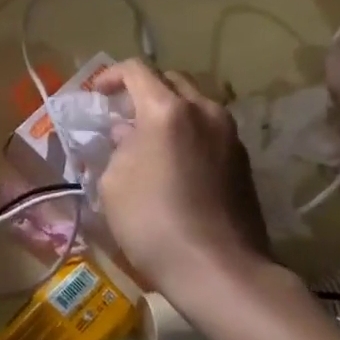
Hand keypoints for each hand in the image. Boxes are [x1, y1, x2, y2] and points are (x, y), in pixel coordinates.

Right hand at [98, 60, 270, 286]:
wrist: (218, 268)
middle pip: (171, 81)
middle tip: (122, 114)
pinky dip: (188, 134)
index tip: (96, 94)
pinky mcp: (243, 161)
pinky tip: (173, 164)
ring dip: (169, 113)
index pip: (136, 70)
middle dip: (144, 90)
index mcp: (167, 111)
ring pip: (195, 105)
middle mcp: (204, 112)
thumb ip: (117, 147)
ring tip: (147, 141)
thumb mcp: (113, 182)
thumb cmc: (152, 221)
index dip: (110, 76)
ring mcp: (229, 135)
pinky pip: (209, 131)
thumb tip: (127, 135)